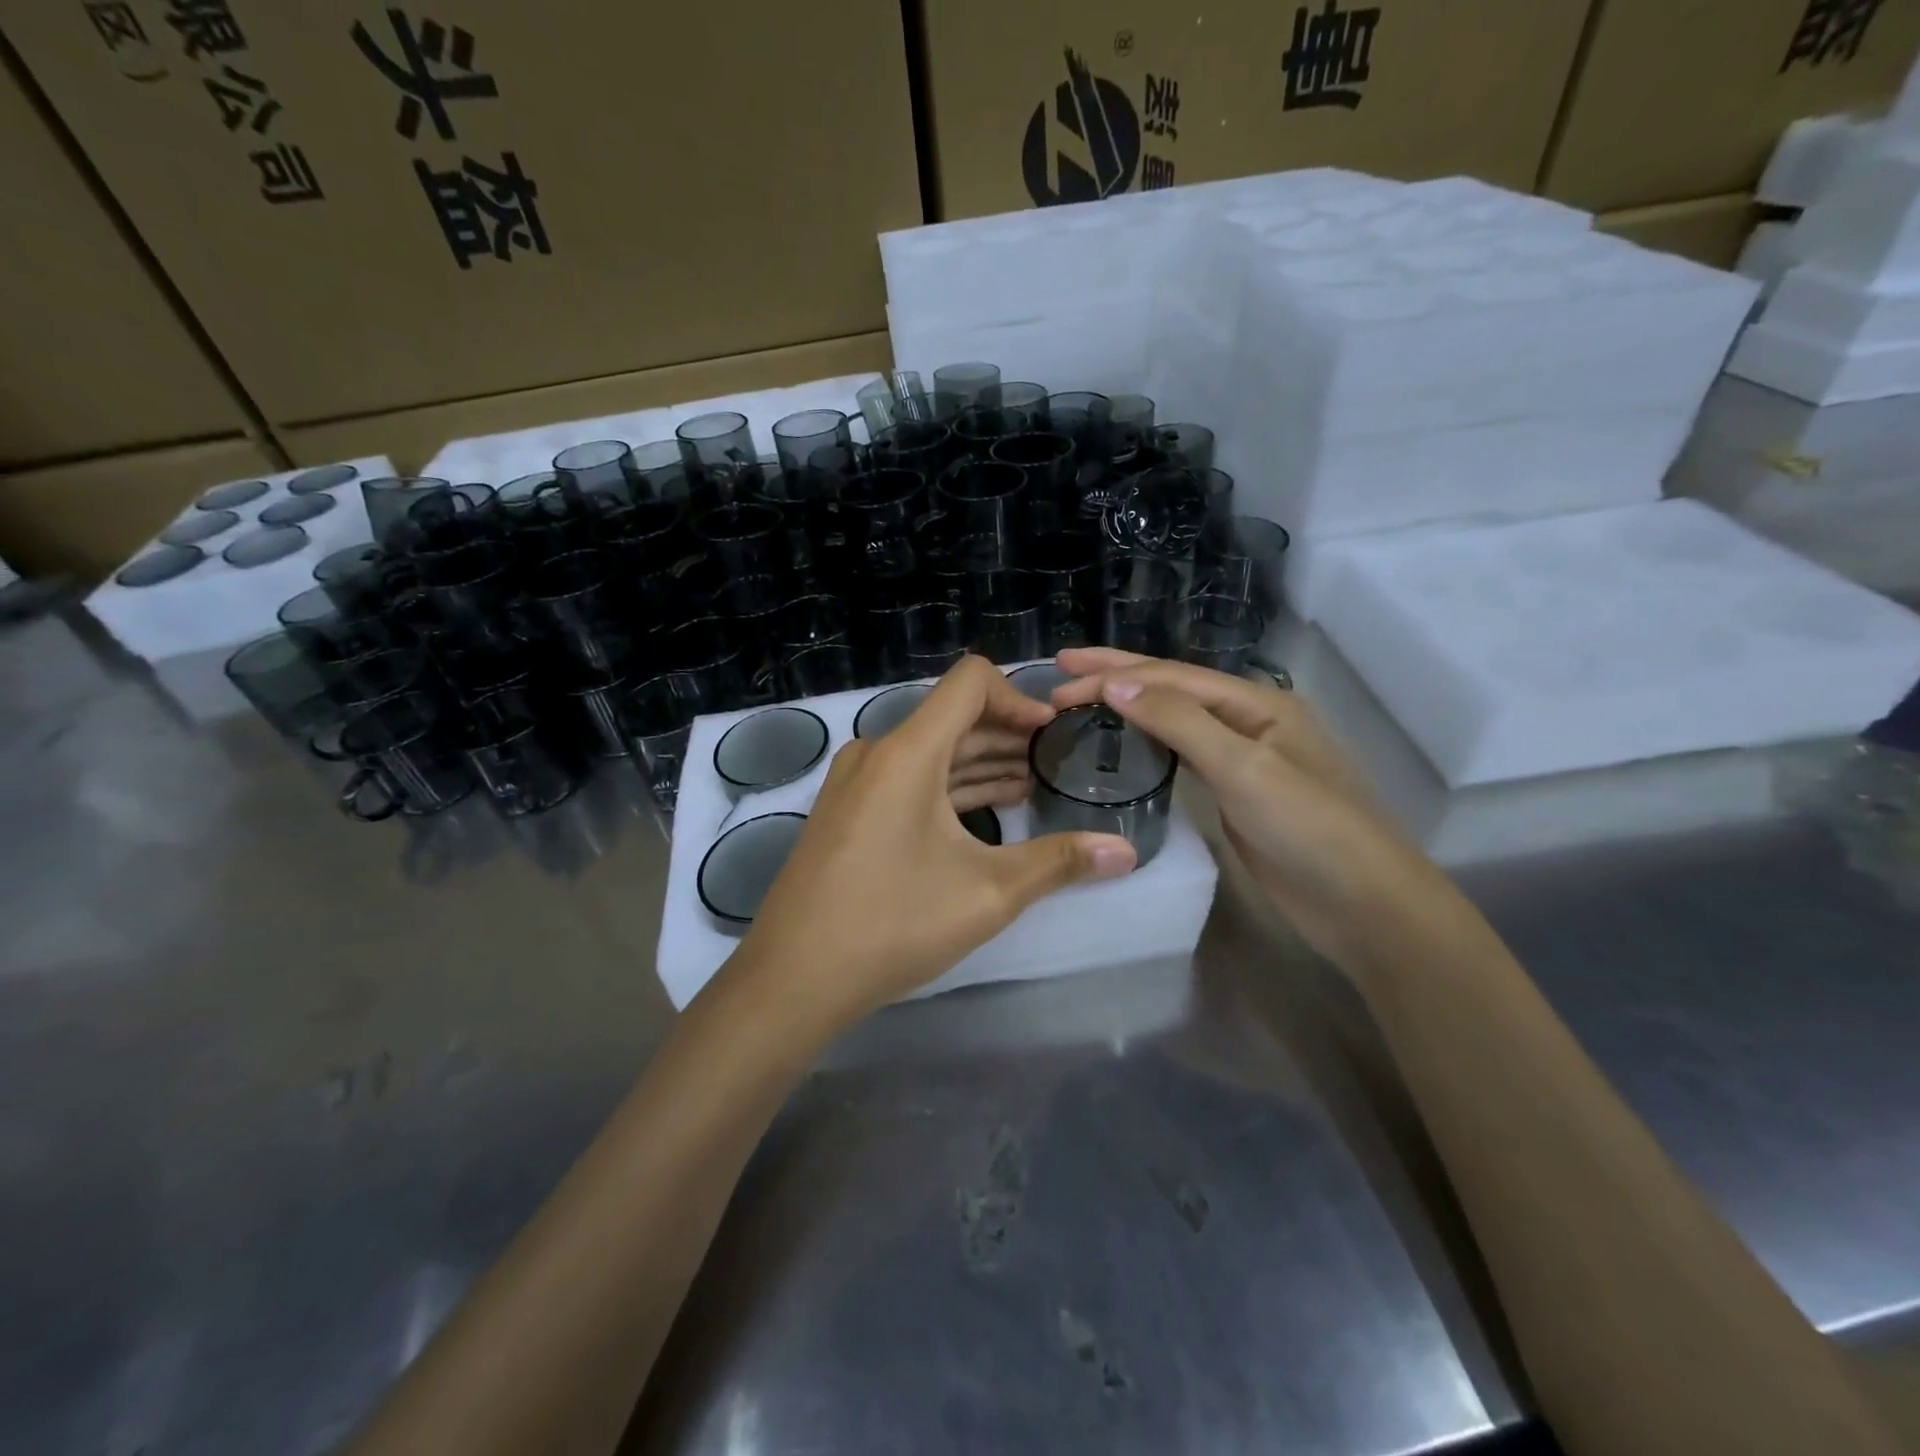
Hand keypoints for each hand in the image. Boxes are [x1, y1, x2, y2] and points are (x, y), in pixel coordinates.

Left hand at [733, 656, 1137, 1030]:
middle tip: (1054, 762)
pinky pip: (906, 779)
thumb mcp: (988, 893)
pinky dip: (947, 786)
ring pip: (929, 751)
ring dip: (979, 762)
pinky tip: (984, 810)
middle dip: (1007, 734)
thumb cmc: (893, 924)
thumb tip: (1127, 853)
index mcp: (907, 752)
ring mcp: (855, 783)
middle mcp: (877, 753)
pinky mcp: (847, 811)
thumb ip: (1059, 862)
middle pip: (951, 718)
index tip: (1053, 734)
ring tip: (1030, 784)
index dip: (1019, 698)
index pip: (970, 682)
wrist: (792, 977)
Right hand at [1052, 648, 1457, 971]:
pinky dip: (1147, 741)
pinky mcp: (1234, 793)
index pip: (1171, 677)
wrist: (1362, 903)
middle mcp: (1248, 721)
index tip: (1060, 679)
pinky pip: (1182, 755)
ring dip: (1129, 704)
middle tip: (1062, 666)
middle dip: (1116, 673)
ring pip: (1175, 719)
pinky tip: (1126, 740)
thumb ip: (1180, 722)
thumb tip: (1117, 684)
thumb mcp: (1244, 767)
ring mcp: (1242, 758)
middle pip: (1172, 687)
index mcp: (1256, 702)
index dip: (1113, 673)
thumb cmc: (1309, 828)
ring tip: (1083, 696)